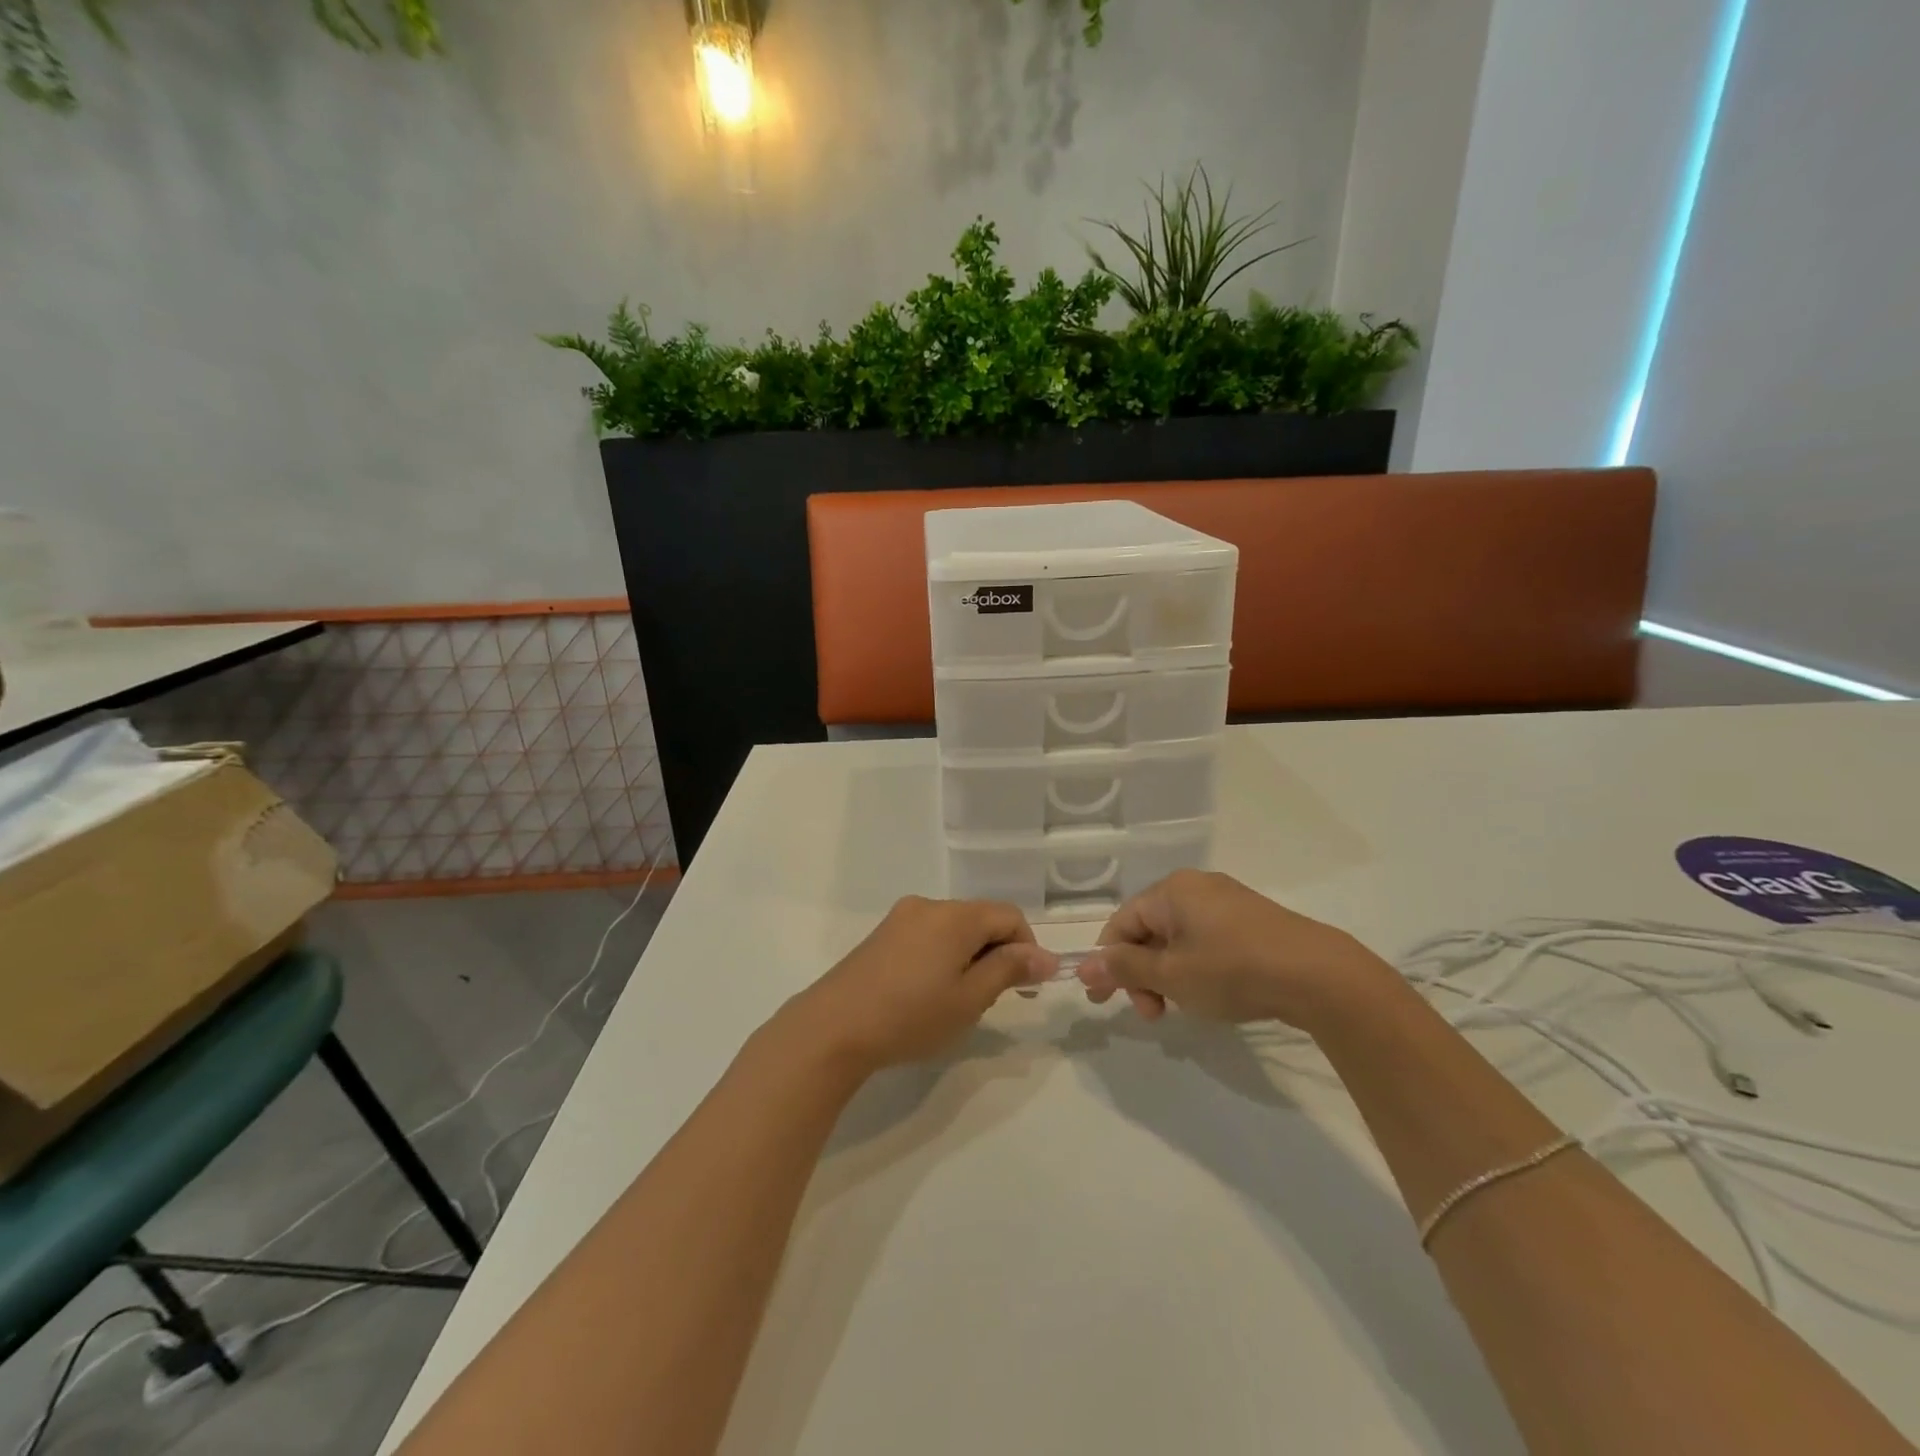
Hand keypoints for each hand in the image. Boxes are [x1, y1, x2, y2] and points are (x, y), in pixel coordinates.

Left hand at [785, 896, 1056, 1075]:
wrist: (833, 1027)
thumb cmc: (910, 1016)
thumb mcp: (969, 999)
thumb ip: (1009, 970)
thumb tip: (1046, 957)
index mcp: (956, 916)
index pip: (1009, 916)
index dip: (1027, 948)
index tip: (1026, 988)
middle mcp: (929, 905)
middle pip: (981, 918)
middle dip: (996, 953)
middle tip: (989, 999)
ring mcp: (901, 917)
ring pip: (954, 928)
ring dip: (969, 955)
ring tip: (955, 1000)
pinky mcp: (882, 934)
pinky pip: (928, 934)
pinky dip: (942, 955)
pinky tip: (926, 992)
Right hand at [1077, 870, 1391, 1030]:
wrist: (1319, 976)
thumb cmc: (1232, 970)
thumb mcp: (1171, 975)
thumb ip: (1124, 969)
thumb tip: (1083, 967)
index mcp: (1170, 891)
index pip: (1121, 923)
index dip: (1107, 962)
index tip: (1103, 1001)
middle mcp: (1195, 887)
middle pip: (1148, 930)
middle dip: (1141, 974)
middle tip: (1152, 1014)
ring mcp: (1227, 902)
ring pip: (1177, 939)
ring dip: (1167, 975)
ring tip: (1181, 1009)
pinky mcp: (1252, 921)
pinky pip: (1205, 940)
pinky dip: (1194, 968)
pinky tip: (1209, 994)